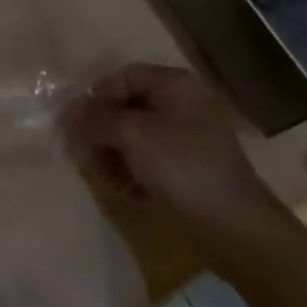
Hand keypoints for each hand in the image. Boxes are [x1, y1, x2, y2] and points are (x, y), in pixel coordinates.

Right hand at [64, 64, 282, 249]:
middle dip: (104, 129)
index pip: (124, 76)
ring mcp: (194, 137)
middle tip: (86, 153)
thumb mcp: (132, 136)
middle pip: (131, 106)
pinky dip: (138, 169)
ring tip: (104, 176)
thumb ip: (95, 119)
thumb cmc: (182, 168)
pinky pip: (157, 158)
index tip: (76, 122)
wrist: (239, 231)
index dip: (96, 96)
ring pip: (141, 135)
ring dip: (117, 152)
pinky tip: (128, 190)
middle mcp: (186, 103)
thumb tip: (66, 111)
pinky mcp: (197, 169)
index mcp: (176, 84)